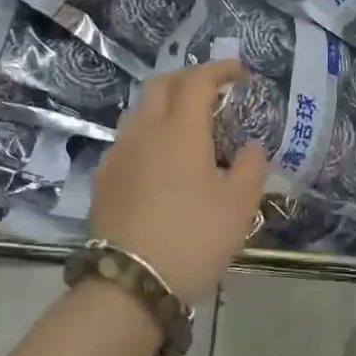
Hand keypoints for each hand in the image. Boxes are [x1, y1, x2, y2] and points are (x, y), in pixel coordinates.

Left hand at [89, 61, 268, 303]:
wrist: (129, 285)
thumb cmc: (193, 238)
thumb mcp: (239, 205)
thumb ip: (251, 167)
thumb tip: (252, 147)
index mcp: (180, 130)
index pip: (198, 81)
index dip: (219, 70)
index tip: (239, 72)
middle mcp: (144, 132)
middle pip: (161, 85)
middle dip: (188, 78)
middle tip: (212, 89)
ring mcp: (118, 155)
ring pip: (140, 111)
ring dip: (165, 104)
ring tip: (187, 122)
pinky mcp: (103, 180)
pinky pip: (128, 140)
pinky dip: (149, 133)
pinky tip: (161, 159)